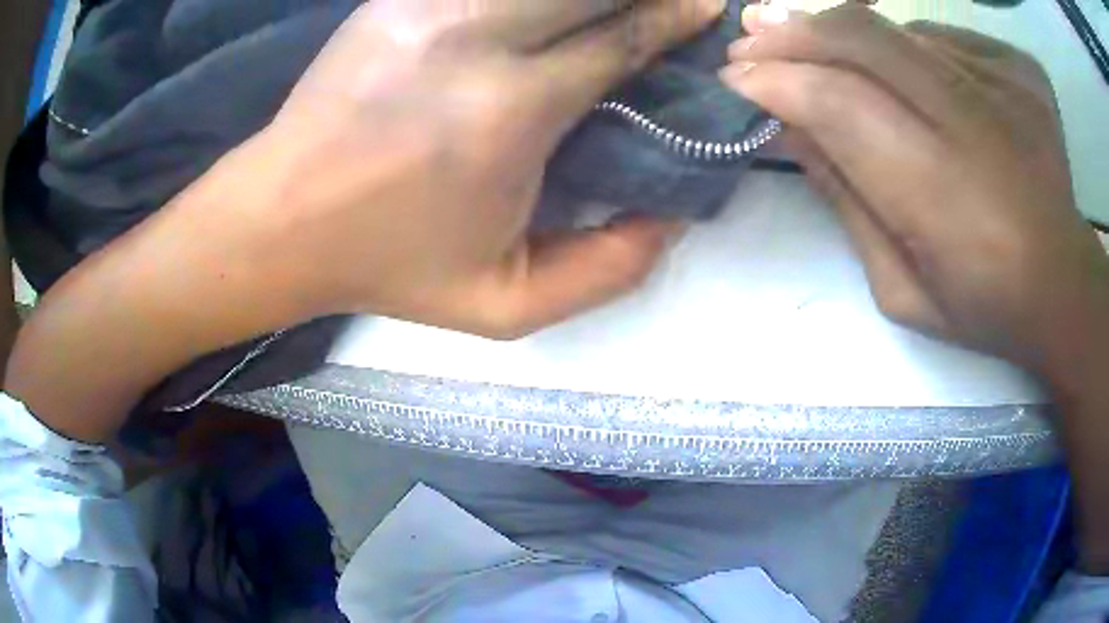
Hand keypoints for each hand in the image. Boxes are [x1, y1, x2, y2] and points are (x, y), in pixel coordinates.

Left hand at [194, 0, 720, 338]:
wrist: (284, 218)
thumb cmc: (389, 264)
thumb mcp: (504, 305)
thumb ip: (607, 271)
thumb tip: (675, 216)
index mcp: (510, 111)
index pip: (621, 38)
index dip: (674, 17)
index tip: (704, 9)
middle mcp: (474, 38)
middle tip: (673, 0)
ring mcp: (427, 5)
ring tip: (612, 7)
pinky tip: (546, 11)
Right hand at [722, 3, 1108, 572]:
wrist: (1064, 286)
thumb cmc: (982, 305)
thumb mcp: (899, 286)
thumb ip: (845, 199)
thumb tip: (788, 125)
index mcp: (946, 198)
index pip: (839, 105)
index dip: (778, 82)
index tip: (734, 78)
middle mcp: (979, 124)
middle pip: (866, 41)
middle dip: (796, 33)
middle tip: (752, 35)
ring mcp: (1008, 84)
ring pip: (902, 31)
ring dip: (845, 32)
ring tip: (808, 37)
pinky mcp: (1022, 70)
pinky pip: (947, 39)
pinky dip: (911, 48)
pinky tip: (907, 72)